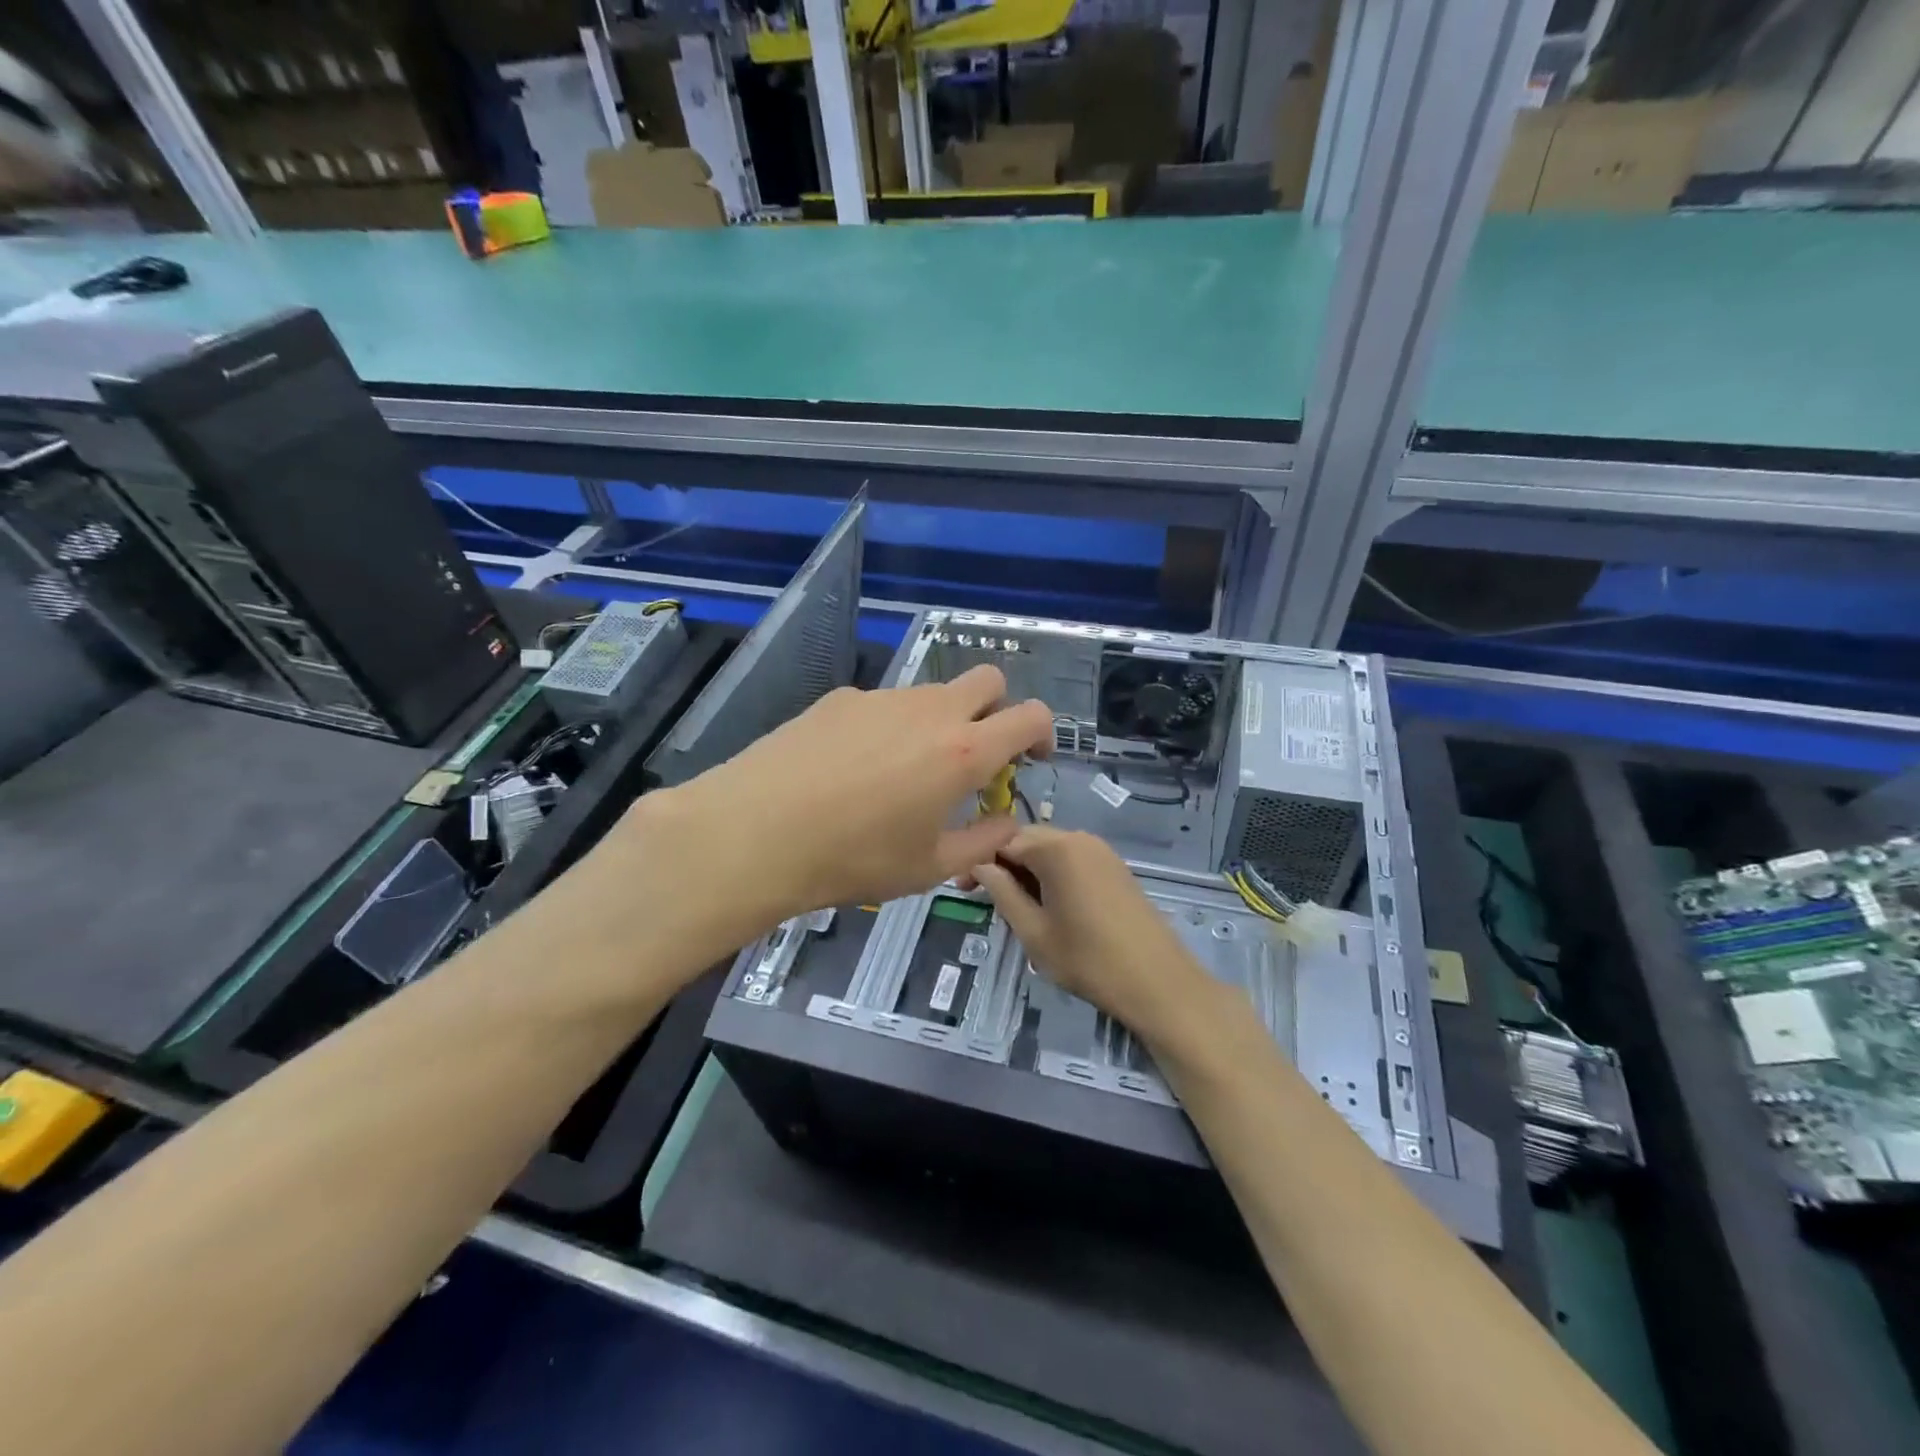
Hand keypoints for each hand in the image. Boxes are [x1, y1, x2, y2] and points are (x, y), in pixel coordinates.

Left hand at [639, 665, 1052, 937]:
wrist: (756, 832)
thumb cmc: (853, 858)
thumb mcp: (930, 867)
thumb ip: (983, 841)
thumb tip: (1006, 821)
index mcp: (963, 751)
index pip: (1029, 715)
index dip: (1042, 732)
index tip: (1031, 757)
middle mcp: (929, 711)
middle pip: (987, 679)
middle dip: (996, 709)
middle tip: (976, 754)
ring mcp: (881, 698)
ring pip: (931, 692)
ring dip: (939, 721)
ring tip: (904, 772)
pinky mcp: (839, 698)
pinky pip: (883, 704)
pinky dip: (889, 726)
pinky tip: (853, 767)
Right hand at [971, 827, 1217, 1045]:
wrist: (1159, 982)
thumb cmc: (1088, 960)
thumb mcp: (1033, 931)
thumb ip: (1002, 892)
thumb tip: (980, 866)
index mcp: (1056, 848)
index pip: (1002, 840)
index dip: (978, 861)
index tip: (961, 888)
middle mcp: (1079, 838)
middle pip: (1027, 839)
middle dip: (1001, 863)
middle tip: (981, 897)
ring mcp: (1101, 850)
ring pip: (1049, 849)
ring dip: (1026, 869)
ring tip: (1013, 905)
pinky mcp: (1114, 866)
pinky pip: (1071, 859)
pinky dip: (1051, 874)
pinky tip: (1046, 904)